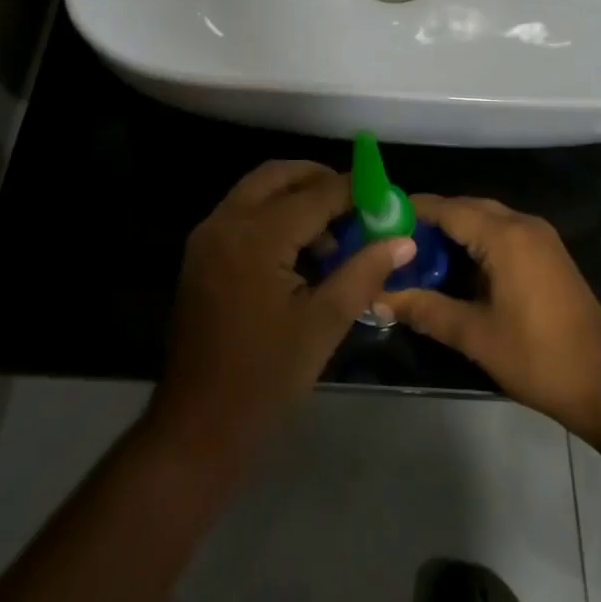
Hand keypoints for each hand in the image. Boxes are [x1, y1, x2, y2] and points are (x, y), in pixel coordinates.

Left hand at [150, 161, 415, 458]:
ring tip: (333, 233)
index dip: (354, 191)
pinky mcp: (201, 254)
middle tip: (357, 203)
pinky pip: (242, 212)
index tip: (385, 196)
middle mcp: (226, 222)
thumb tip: (403, 239)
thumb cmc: (265, 378)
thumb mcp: (324, 324)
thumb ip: (364, 272)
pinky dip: (272, 213)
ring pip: (257, 189)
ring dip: (295, 195)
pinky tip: (300, 249)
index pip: (315, 194)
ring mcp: (207, 237)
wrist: (198, 426)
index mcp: (256, 236)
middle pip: (278, 175)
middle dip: (319, 179)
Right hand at [379, 195, 600, 437]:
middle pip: (466, 207)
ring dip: (454, 229)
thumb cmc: (538, 356)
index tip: (378, 219)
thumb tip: (377, 298)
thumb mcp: (475, 335)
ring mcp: (539, 237)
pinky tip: (456, 265)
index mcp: (504, 236)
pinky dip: (476, 240)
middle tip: (394, 239)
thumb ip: (425, 310)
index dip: (412, 210)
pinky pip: (502, 231)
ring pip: (486, 218)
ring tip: (418, 252)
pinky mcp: (548, 254)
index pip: (447, 208)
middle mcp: (522, 224)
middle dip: (431, 219)